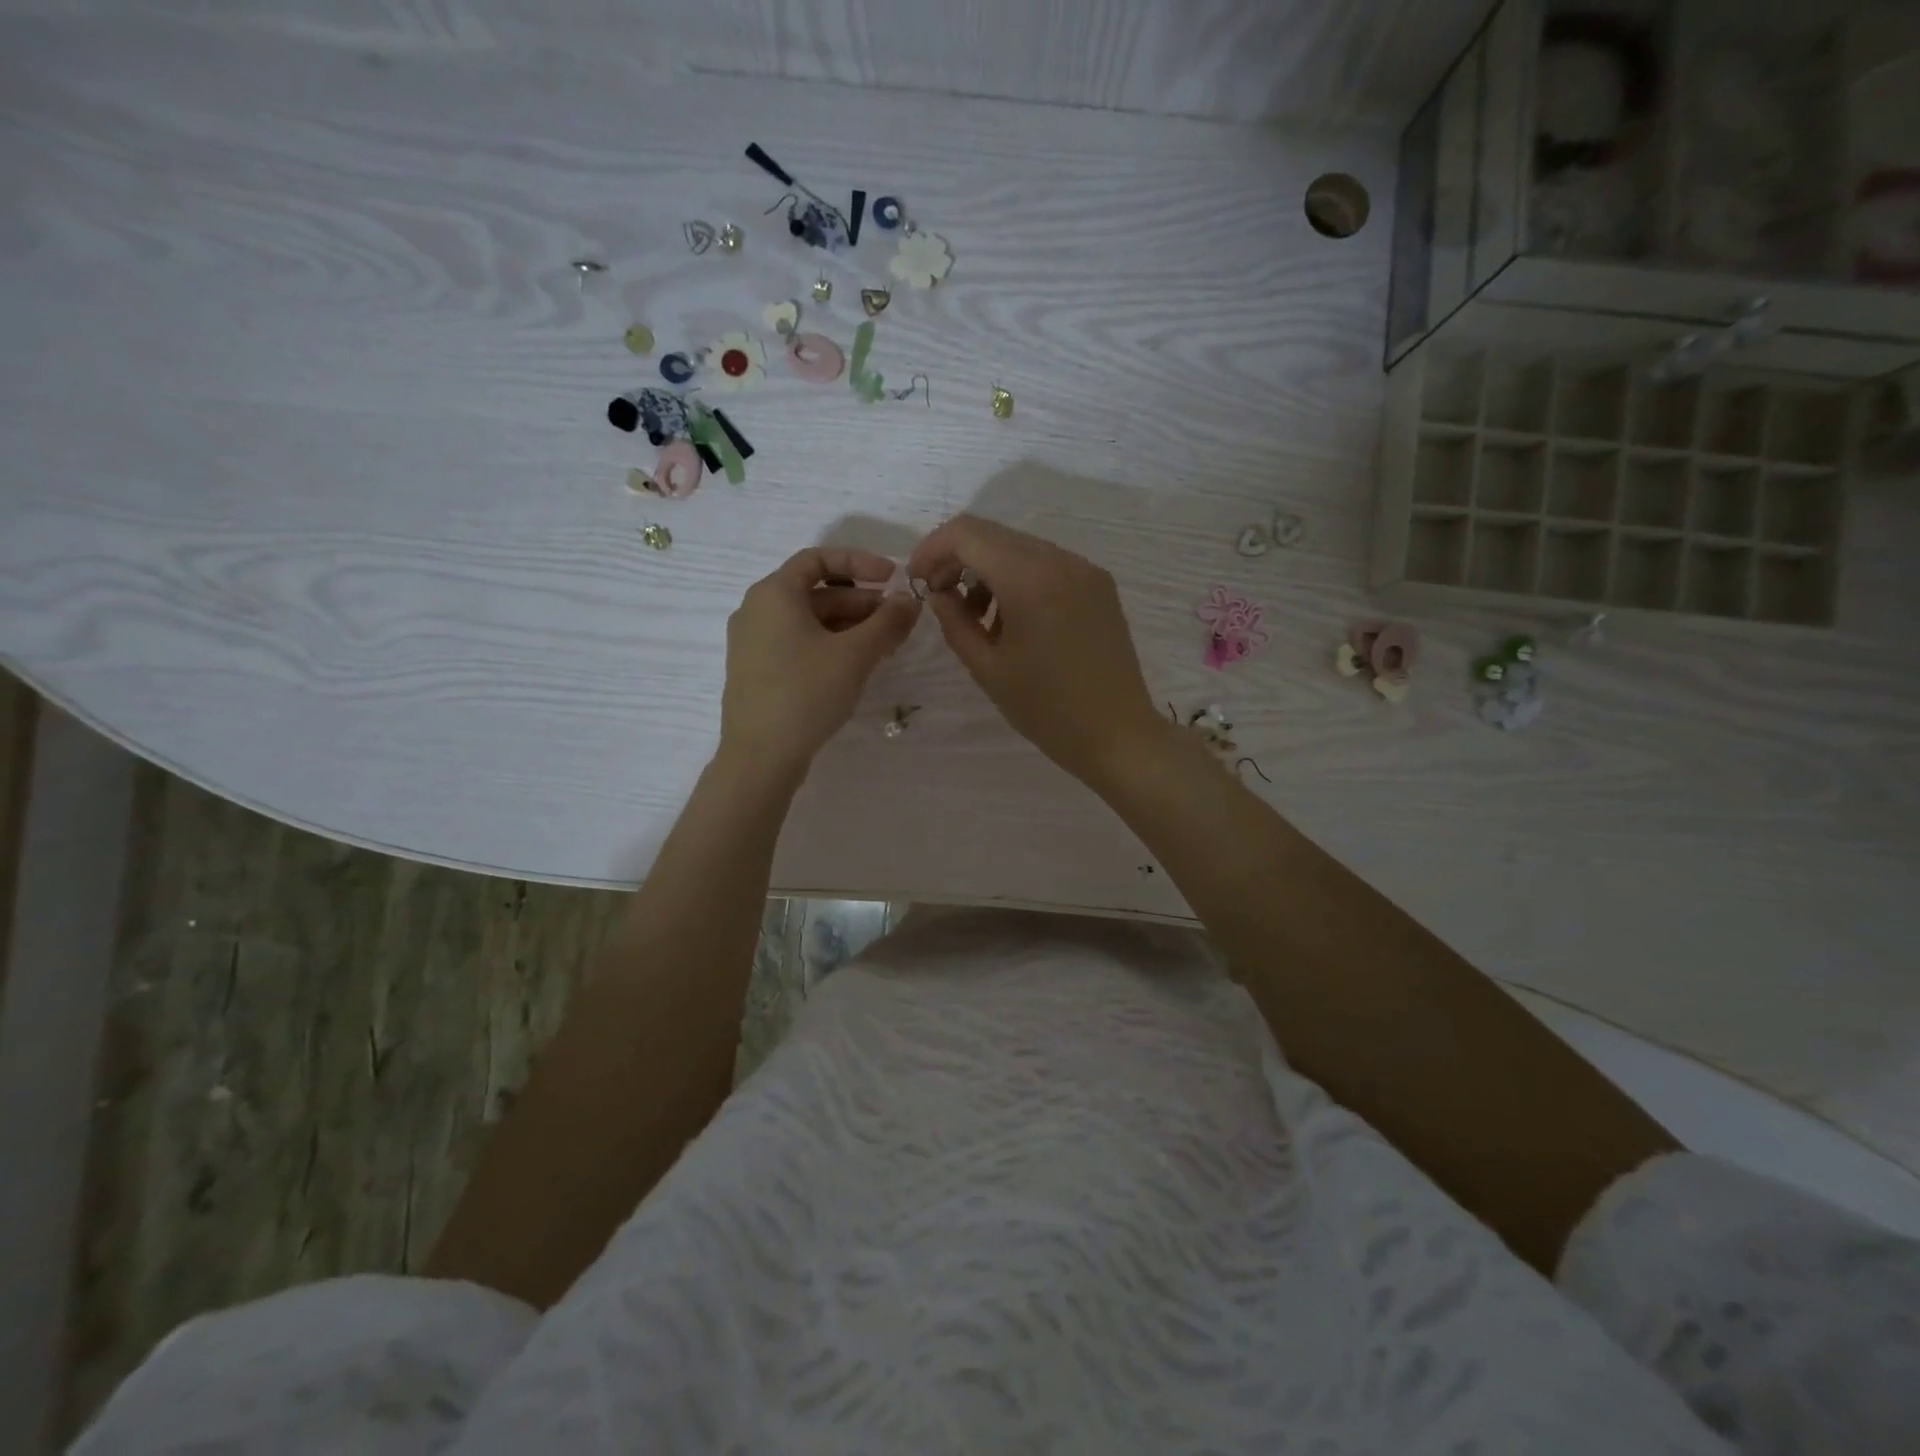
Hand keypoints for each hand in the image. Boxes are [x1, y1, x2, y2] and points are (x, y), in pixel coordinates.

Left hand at [720, 547, 920, 779]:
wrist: (760, 756)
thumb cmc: (807, 693)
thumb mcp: (855, 654)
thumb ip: (887, 622)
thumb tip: (910, 600)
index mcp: (774, 594)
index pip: (818, 559)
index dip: (860, 562)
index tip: (893, 577)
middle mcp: (757, 610)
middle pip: (816, 592)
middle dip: (861, 602)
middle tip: (897, 621)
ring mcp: (752, 643)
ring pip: (809, 621)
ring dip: (849, 627)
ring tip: (884, 647)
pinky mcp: (757, 671)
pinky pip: (798, 643)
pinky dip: (829, 645)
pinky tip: (855, 667)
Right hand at [908, 516, 1164, 783]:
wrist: (1117, 734)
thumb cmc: (1046, 710)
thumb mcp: (987, 669)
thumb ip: (954, 622)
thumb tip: (939, 593)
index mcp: (1030, 580)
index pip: (967, 534)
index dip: (932, 549)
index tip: (918, 581)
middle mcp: (1060, 561)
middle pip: (992, 534)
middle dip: (957, 558)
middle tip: (940, 597)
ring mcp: (1085, 570)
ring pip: (1020, 547)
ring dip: (988, 569)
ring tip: (977, 617)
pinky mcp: (1099, 585)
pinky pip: (1047, 564)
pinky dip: (1018, 578)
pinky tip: (1012, 618)